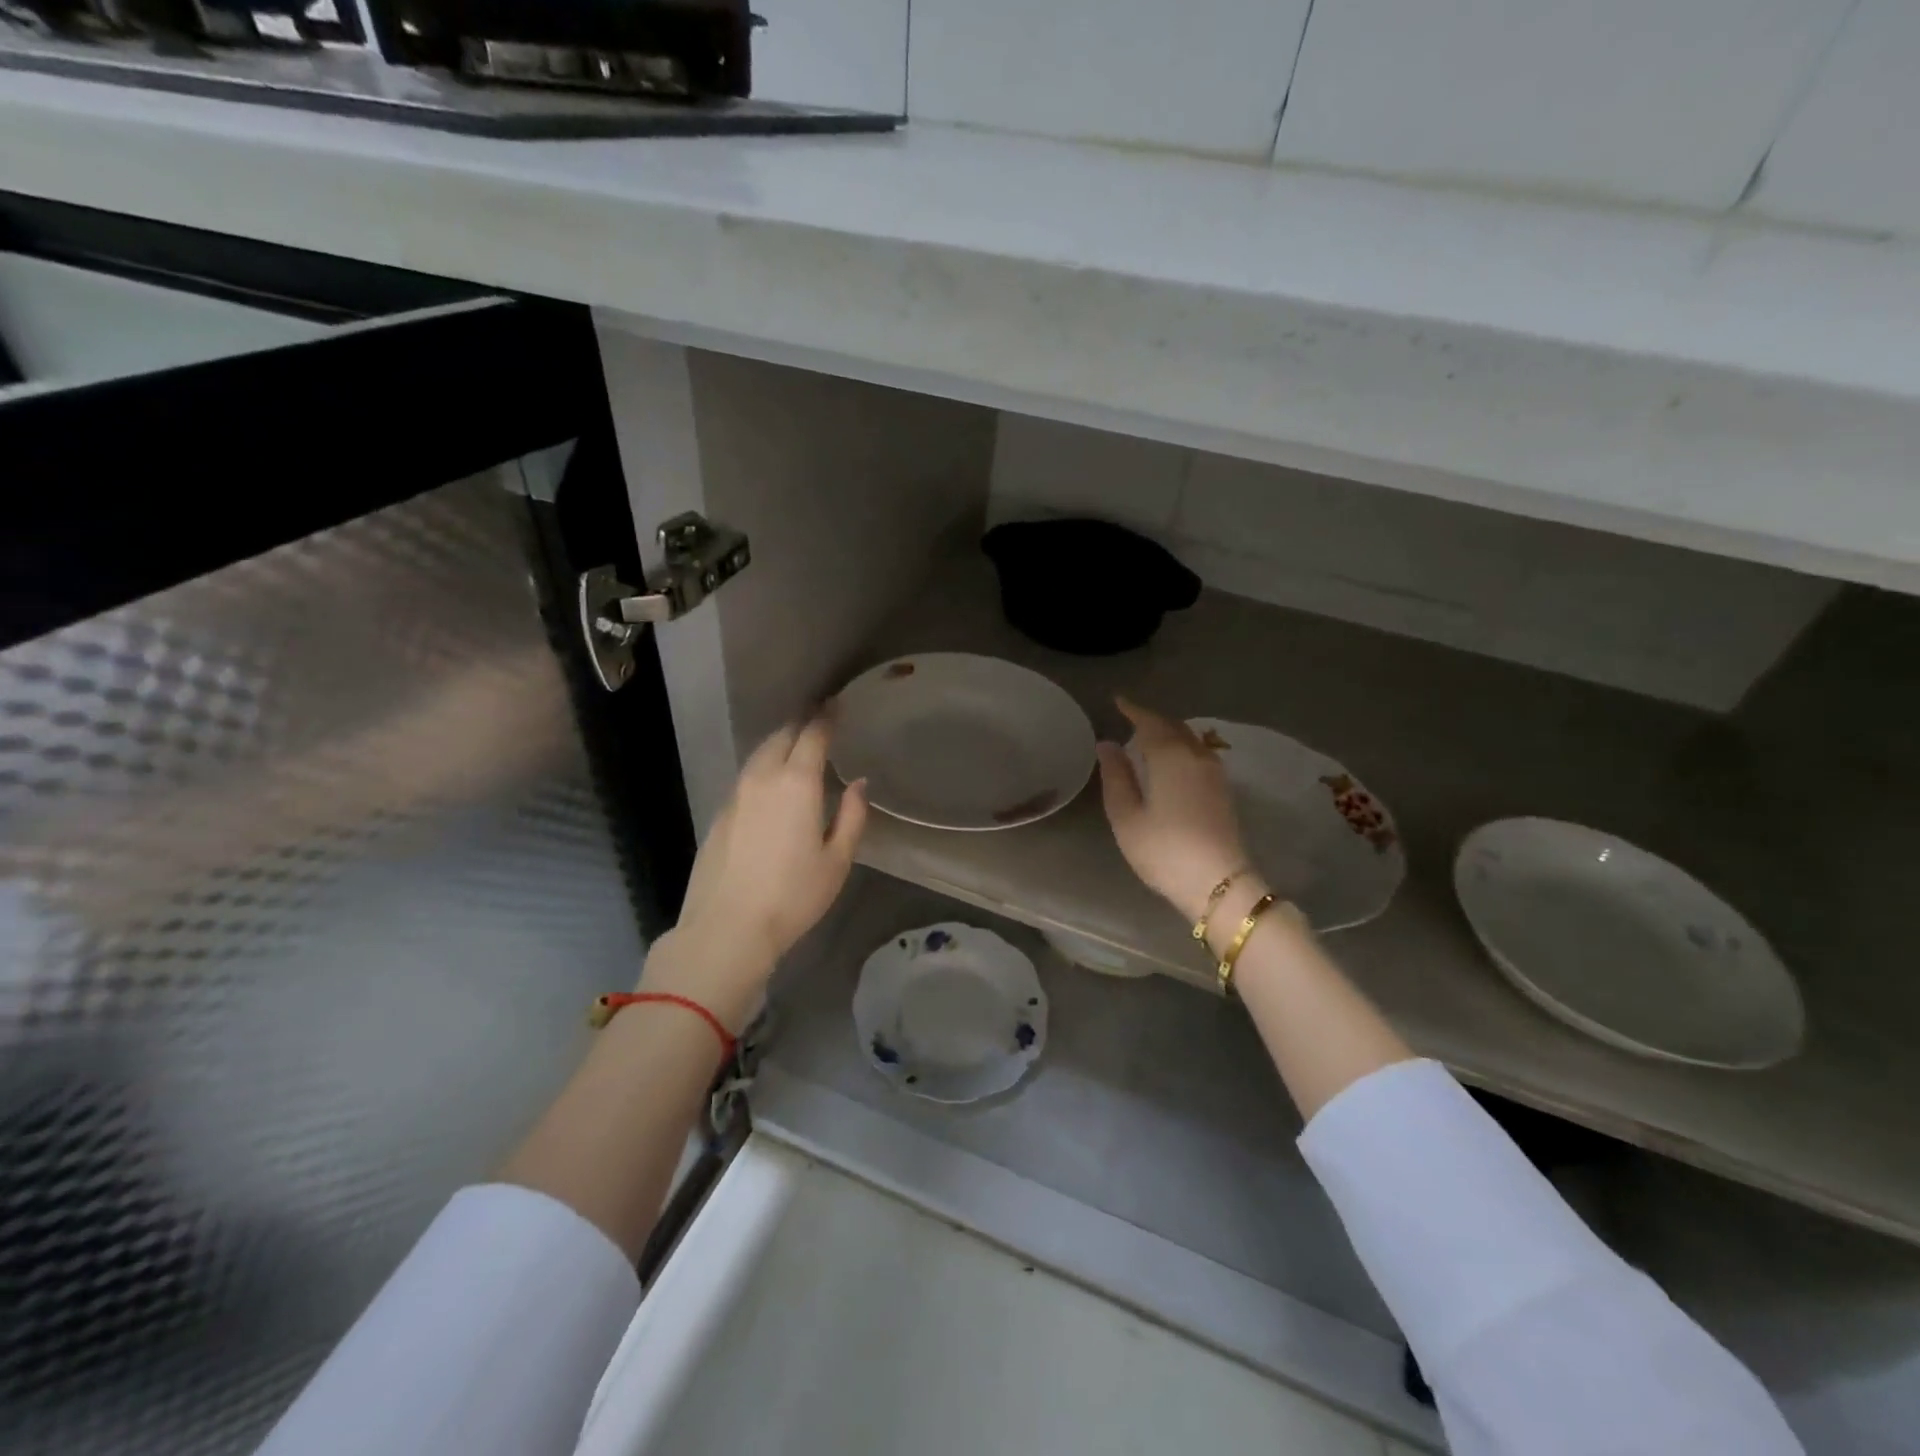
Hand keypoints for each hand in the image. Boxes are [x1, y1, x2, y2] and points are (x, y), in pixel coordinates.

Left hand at [641, 715, 867, 1029]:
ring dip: (779, 744)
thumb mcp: (837, 860)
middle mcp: (762, 778)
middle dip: (801, 725)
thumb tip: (858, 785)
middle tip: (818, 722)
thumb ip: (851, 816)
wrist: (727, 928)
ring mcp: (735, 795)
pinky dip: (762, 769)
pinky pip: (746, 778)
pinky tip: (771, 785)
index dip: (826, 717)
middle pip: (781, 737)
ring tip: (795, 748)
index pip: (812, 735)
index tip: (837, 704)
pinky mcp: (719, 815)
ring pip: (759, 755)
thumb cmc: (793, 896)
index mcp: (796, 783)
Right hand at [1096, 697, 1250, 922]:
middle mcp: (1195, 756)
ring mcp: (1214, 773)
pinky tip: (1171, 760)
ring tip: (1148, 737)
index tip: (1118, 701)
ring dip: (1168, 732)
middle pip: (1173, 727)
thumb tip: (1107, 744)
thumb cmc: (1164, 850)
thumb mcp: (1126, 816)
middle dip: (1151, 719)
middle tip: (1130, 718)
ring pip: (1189, 739)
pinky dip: (1181, 747)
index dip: (1133, 710)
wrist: (1219, 883)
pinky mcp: (1222, 790)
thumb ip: (1116, 776)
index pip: (1149, 722)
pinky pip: (1198, 753)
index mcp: (1169, 757)